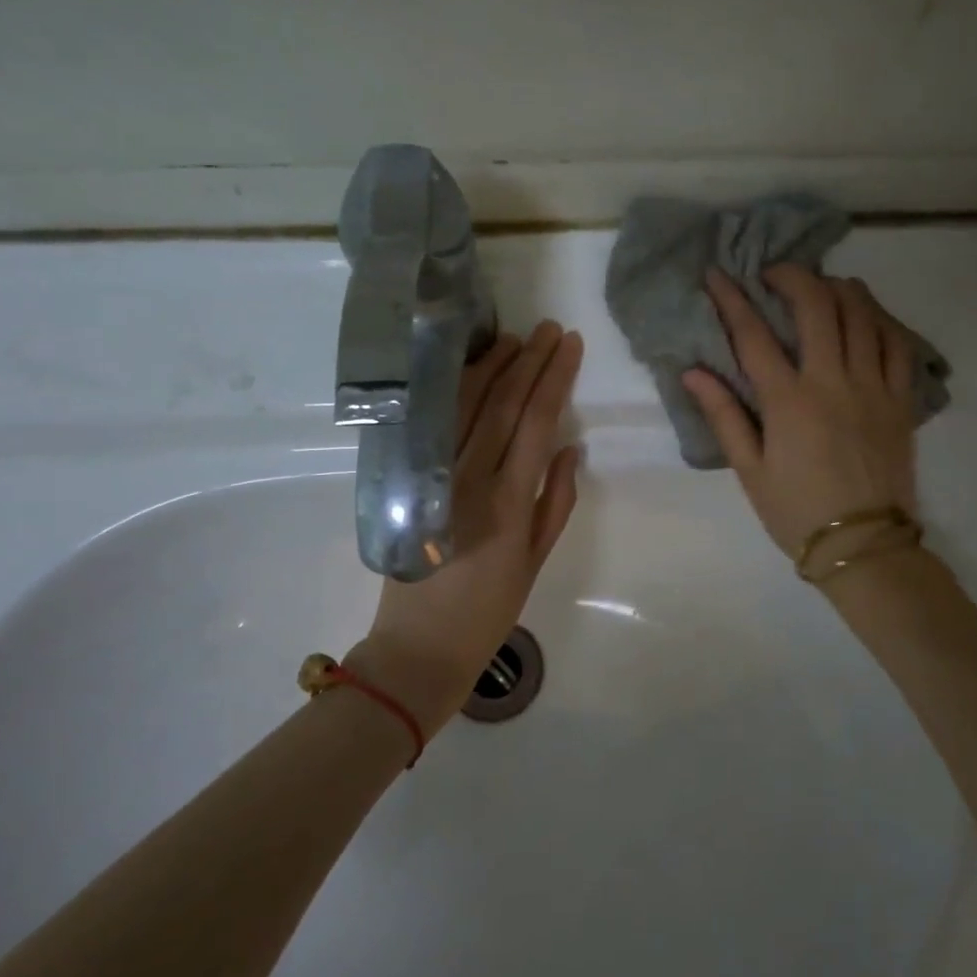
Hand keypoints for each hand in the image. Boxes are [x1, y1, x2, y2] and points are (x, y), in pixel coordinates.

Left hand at [351, 322, 583, 732]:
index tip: (569, 345)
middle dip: (528, 361)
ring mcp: (433, 476)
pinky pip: (432, 424)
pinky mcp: (405, 481)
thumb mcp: (536, 561)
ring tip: (512, 339)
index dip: (555, 378)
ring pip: (463, 406)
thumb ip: (556, 501)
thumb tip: (571, 447)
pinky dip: (451, 391)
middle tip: (547, 329)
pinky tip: (466, 370)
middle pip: (502, 404)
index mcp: (508, 500)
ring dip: (490, 366)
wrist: (419, 646)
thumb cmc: (488, 610)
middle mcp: (469, 478)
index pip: (537, 422)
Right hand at [683, 265, 917, 559]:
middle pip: (817, 306)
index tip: (716, 275)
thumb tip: (692, 373)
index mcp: (789, 402)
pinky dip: (880, 319)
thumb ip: (724, 416)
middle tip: (774, 273)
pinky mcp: (902, 399)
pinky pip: (898, 343)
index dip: (731, 299)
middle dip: (792, 276)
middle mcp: (833, 382)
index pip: (753, 336)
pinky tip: (867, 317)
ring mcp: (874, 387)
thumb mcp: (750, 470)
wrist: (863, 545)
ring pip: (863, 314)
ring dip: (839, 288)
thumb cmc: (796, 511)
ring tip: (821, 286)